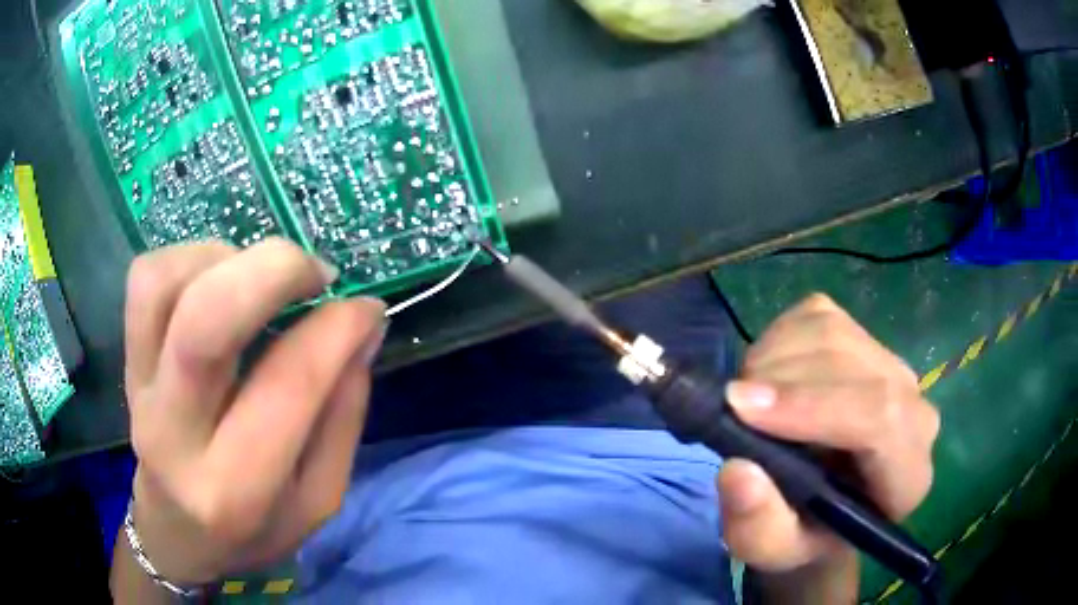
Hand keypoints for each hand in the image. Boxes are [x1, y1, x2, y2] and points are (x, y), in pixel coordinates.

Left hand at [121, 239, 385, 585]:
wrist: (177, 534)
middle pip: (203, 321)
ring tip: (259, 278)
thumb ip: (343, 415)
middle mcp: (175, 433)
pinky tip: (219, 281)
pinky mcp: (127, 360)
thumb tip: (363, 327)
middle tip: (314, 273)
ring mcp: (140, 389)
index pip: (288, 382)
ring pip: (164, 284)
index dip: (337, 328)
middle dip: (273, 270)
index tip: (366, 308)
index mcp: (237, 486)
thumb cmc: (254, 529)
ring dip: (225, 258)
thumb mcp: (319, 499)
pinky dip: (189, 259)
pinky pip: (145, 279)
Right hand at [717, 295, 938, 598]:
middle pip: (851, 366)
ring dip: (773, 359)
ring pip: (830, 332)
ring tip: (748, 400)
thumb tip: (737, 469)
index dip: (812, 406)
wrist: (825, 507)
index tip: (742, 406)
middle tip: (730, 407)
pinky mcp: (863, 336)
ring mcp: (891, 364)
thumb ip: (759, 527)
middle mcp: (914, 408)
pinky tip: (768, 377)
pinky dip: (777, 339)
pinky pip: (816, 315)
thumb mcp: (774, 551)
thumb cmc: (804, 535)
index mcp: (907, 474)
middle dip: (780, 379)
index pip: (880, 419)